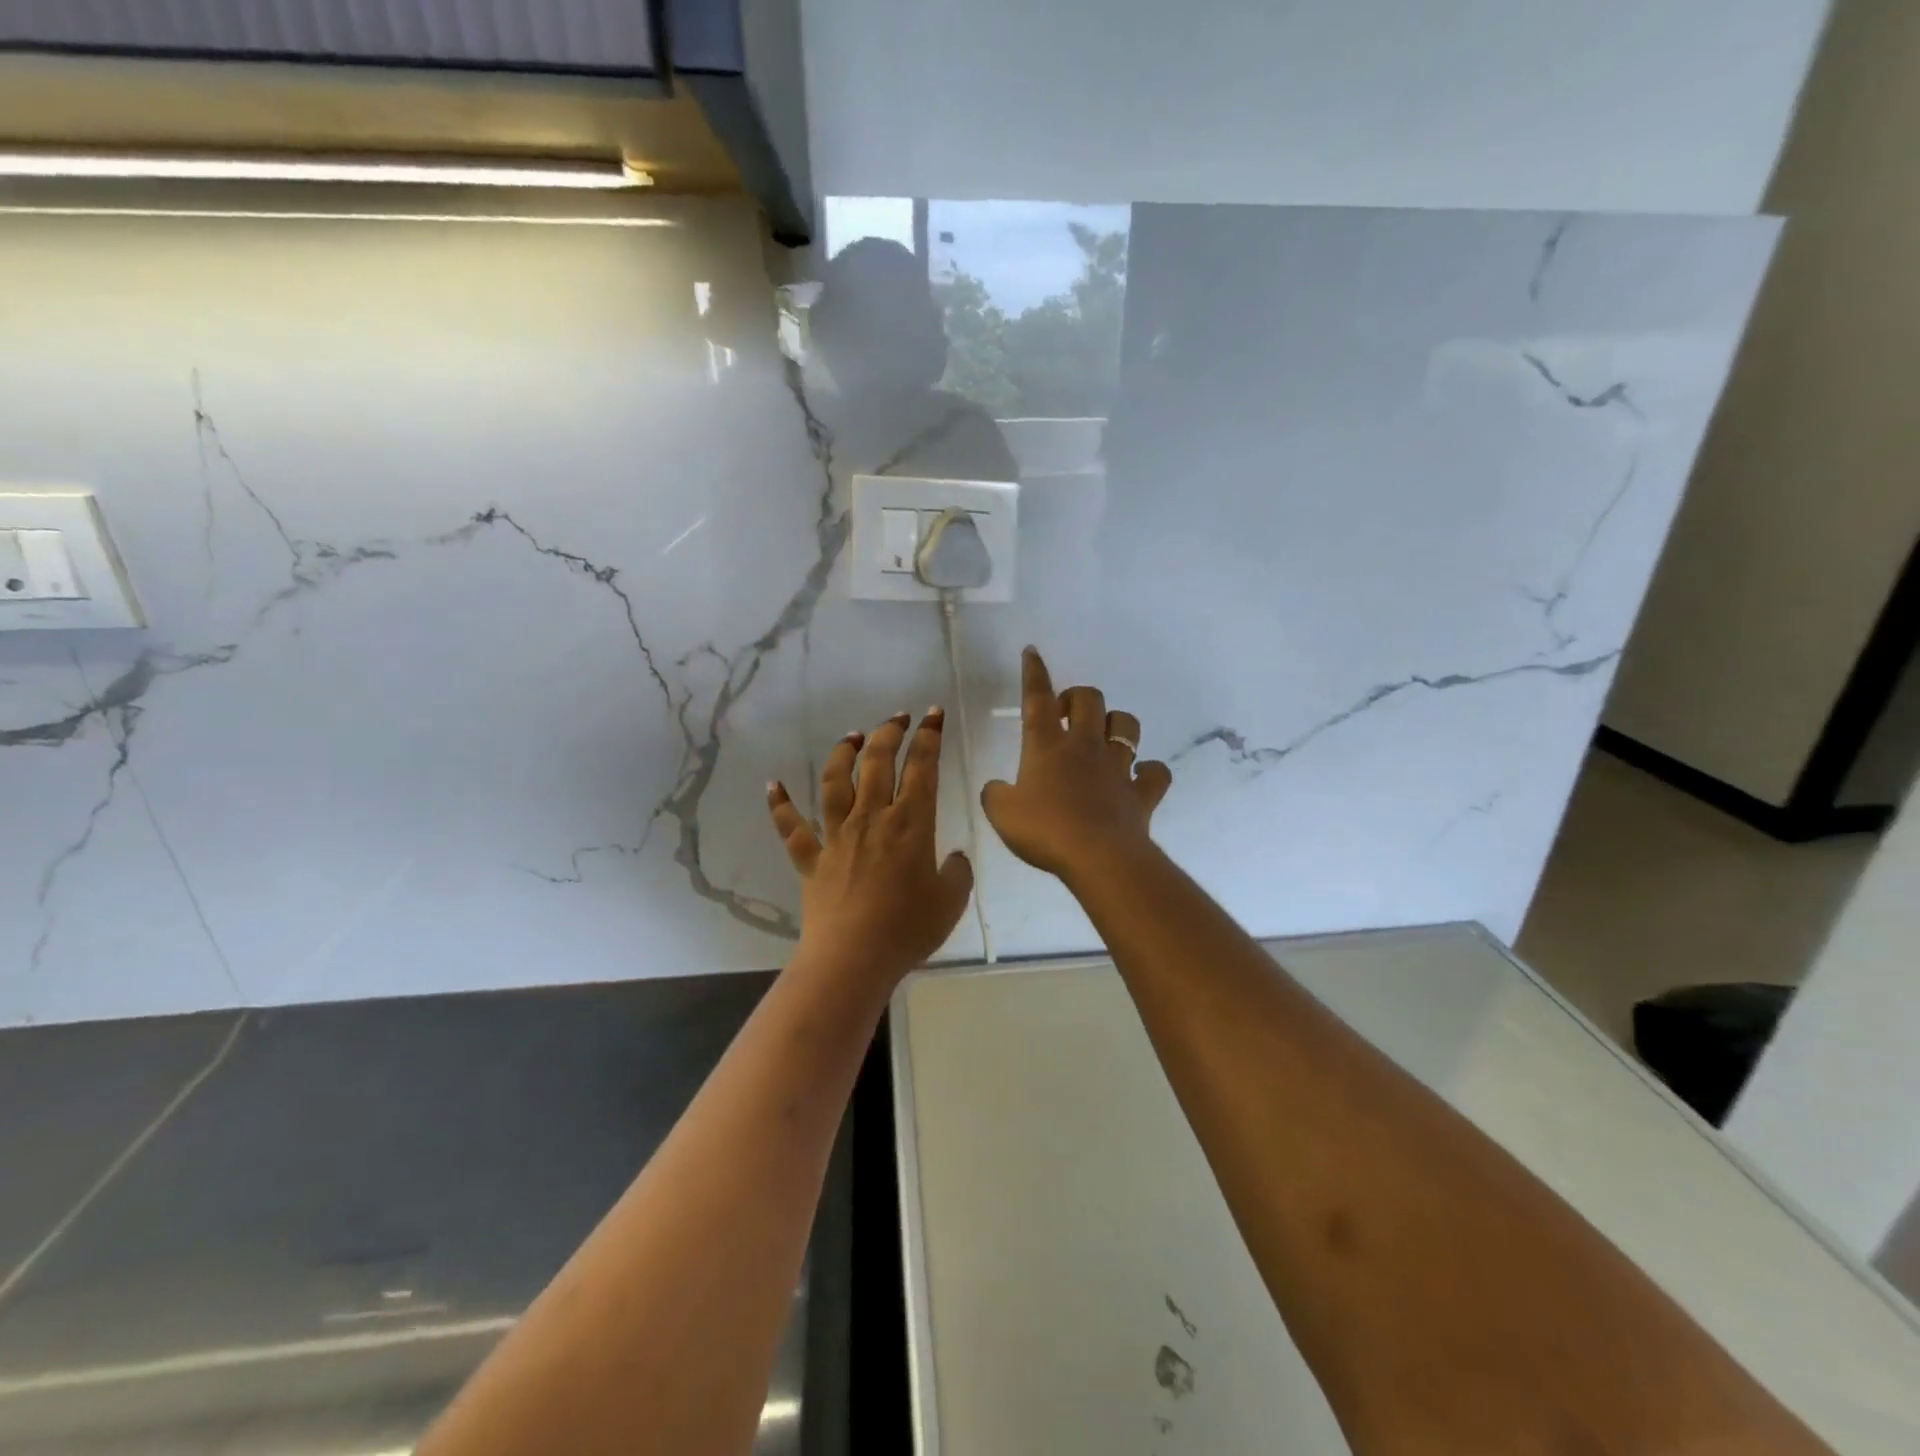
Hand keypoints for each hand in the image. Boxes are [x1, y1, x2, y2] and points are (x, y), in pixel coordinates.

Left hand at [767, 709, 974, 985]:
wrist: (853, 959)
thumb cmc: (907, 929)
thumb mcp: (951, 901)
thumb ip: (958, 874)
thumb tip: (956, 858)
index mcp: (910, 823)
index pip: (922, 767)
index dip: (929, 736)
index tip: (933, 715)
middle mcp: (871, 818)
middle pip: (877, 761)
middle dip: (890, 732)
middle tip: (899, 717)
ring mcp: (836, 835)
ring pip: (835, 781)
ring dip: (843, 753)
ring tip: (852, 736)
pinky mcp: (811, 858)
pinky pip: (791, 827)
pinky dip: (780, 804)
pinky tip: (773, 785)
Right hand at [981, 647, 1171, 881]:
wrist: (1098, 857)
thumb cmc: (1045, 830)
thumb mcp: (1001, 813)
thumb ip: (995, 794)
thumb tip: (998, 788)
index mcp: (1047, 745)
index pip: (1038, 698)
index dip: (1034, 672)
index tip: (1033, 652)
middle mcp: (1085, 746)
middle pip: (1088, 699)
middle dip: (1076, 697)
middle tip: (1063, 714)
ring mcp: (1118, 768)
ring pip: (1126, 725)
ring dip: (1114, 724)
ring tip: (1102, 737)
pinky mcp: (1141, 793)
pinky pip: (1155, 773)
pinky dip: (1149, 772)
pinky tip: (1140, 776)